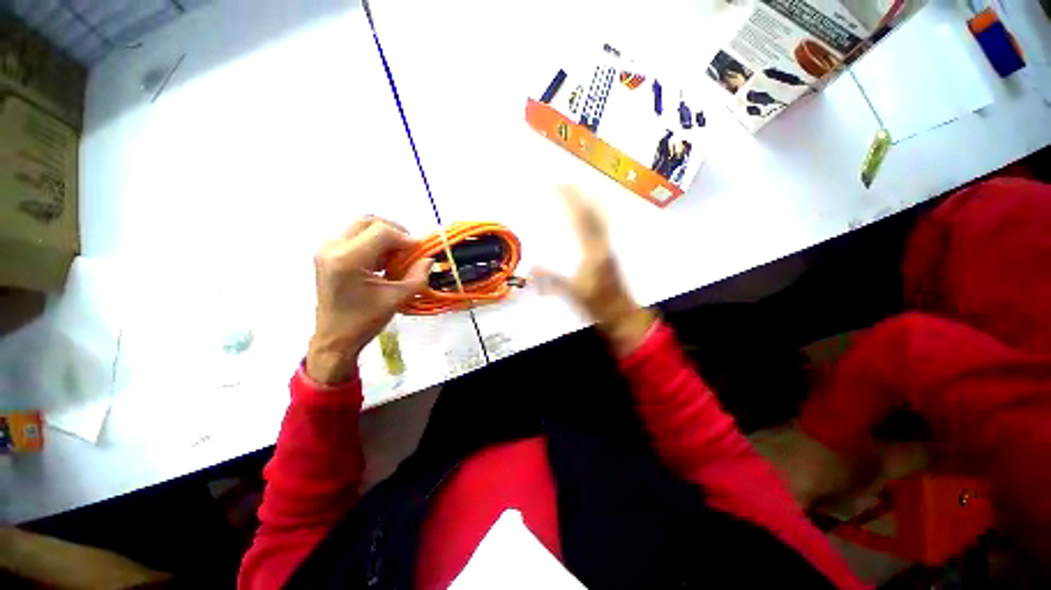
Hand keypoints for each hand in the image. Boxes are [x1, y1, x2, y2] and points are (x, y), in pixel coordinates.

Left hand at [307, 217, 431, 383]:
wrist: (335, 337)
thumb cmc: (365, 321)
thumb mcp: (397, 298)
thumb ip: (418, 276)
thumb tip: (429, 259)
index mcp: (347, 259)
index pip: (381, 231)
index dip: (405, 238)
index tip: (419, 252)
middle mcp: (332, 247)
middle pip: (369, 221)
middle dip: (395, 231)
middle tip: (409, 249)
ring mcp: (326, 249)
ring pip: (361, 226)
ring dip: (384, 236)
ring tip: (396, 256)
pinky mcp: (327, 253)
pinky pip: (355, 235)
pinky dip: (374, 242)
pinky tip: (383, 260)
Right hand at [535, 186, 654, 354]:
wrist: (622, 315)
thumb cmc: (598, 306)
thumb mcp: (573, 295)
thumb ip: (552, 281)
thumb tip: (532, 267)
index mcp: (592, 252)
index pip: (580, 220)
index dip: (569, 201)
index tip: (557, 186)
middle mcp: (602, 244)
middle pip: (592, 212)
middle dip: (577, 194)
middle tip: (563, 182)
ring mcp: (607, 247)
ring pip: (599, 217)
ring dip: (587, 200)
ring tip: (575, 189)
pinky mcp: (609, 252)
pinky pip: (601, 225)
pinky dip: (593, 212)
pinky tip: (588, 212)